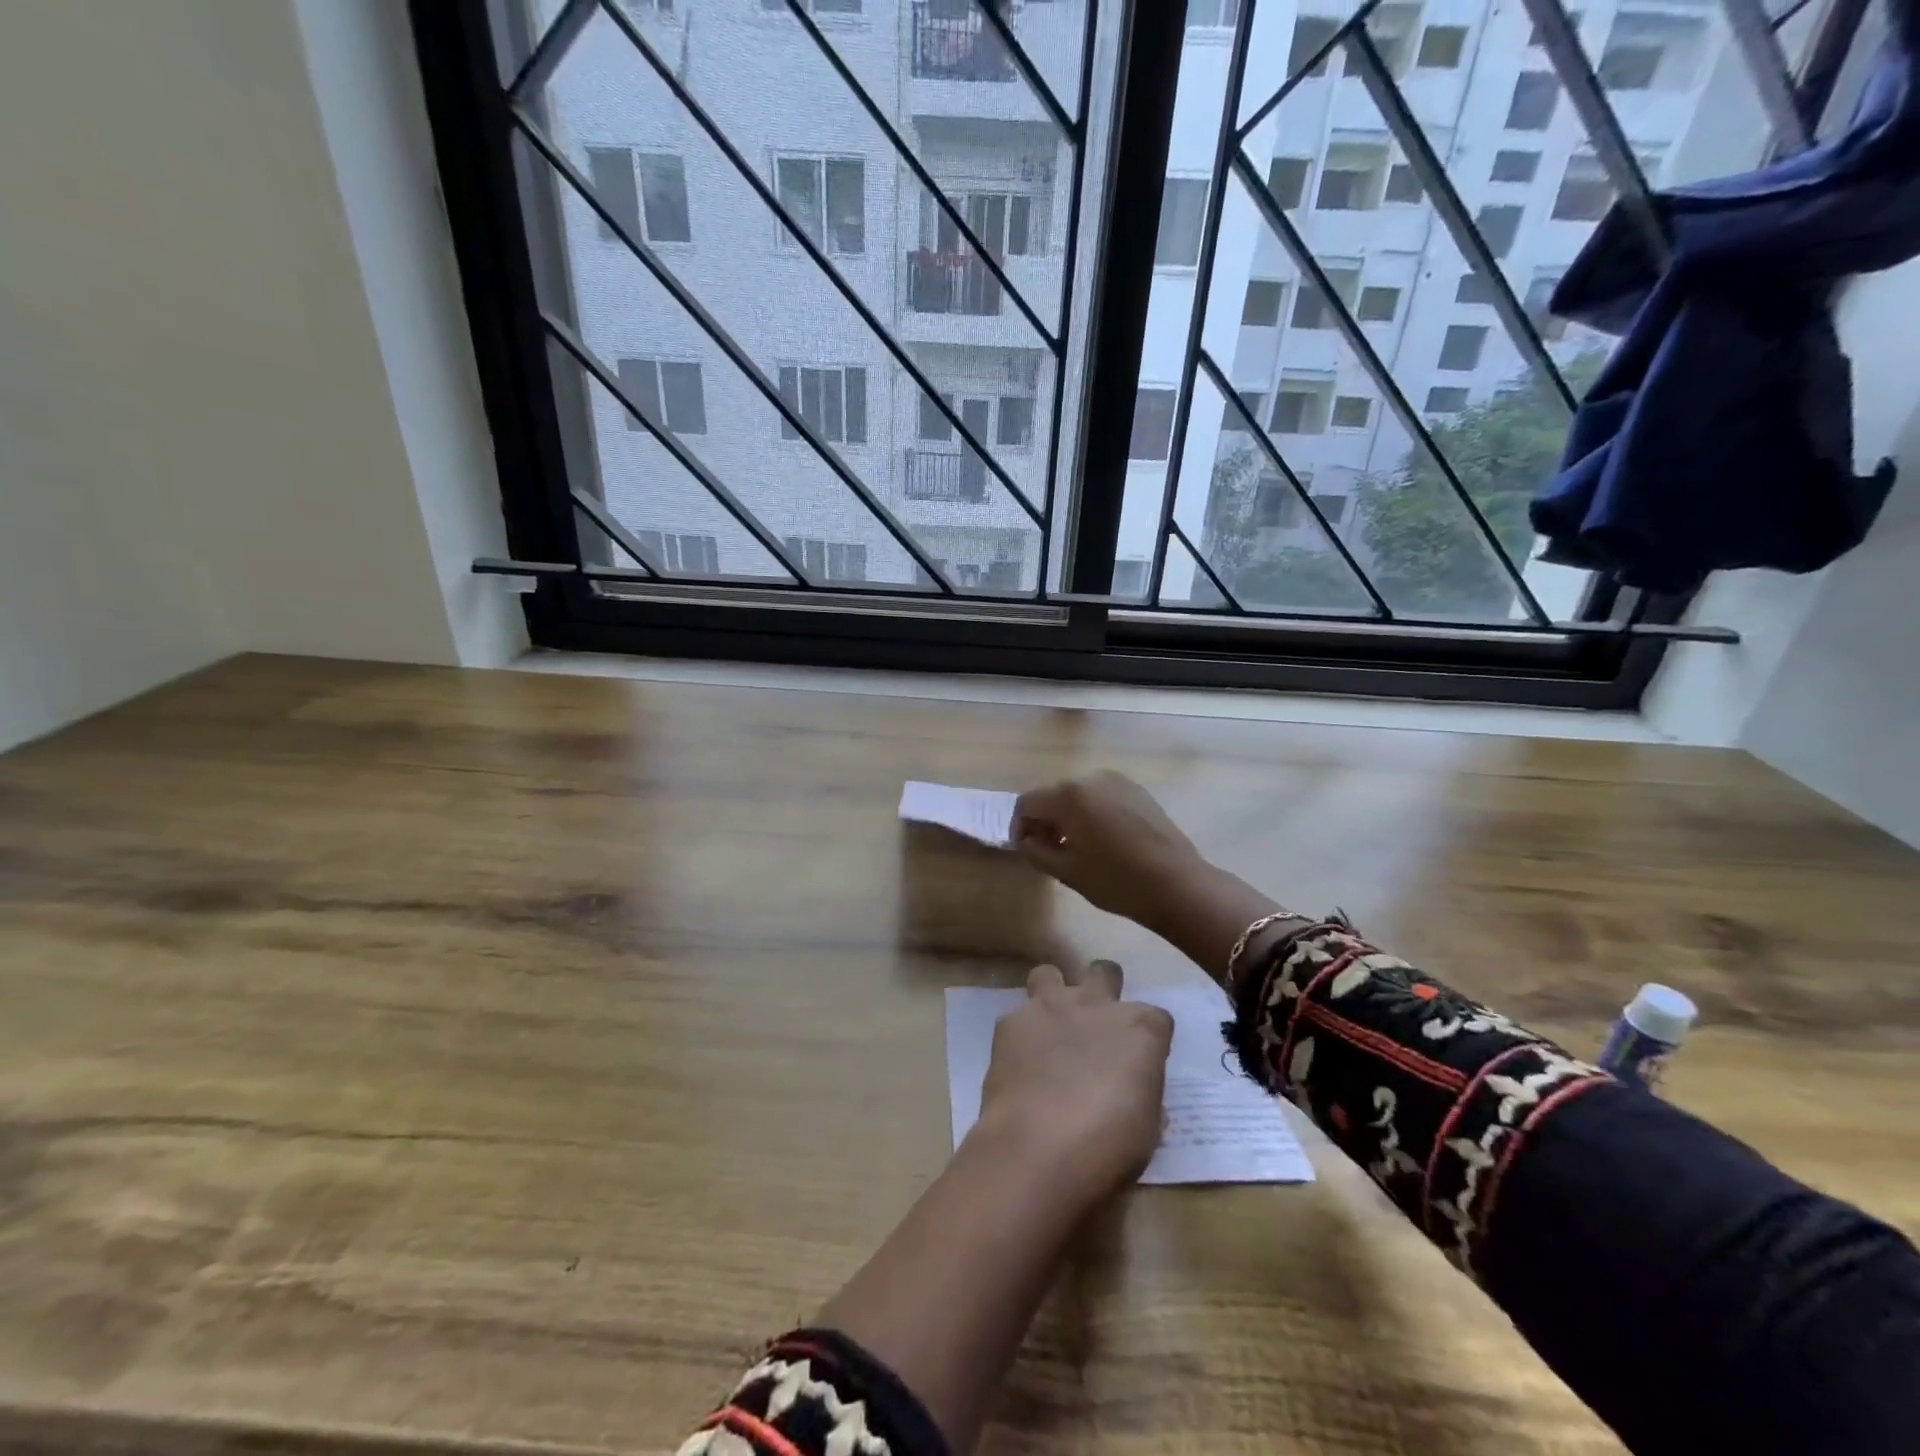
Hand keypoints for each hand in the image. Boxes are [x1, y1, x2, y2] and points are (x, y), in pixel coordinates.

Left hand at [977, 960, 1173, 1198]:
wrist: (1037, 1147)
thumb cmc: (1107, 1146)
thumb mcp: (1146, 1129)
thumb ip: (1141, 1094)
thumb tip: (1132, 1089)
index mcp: (1140, 1029)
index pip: (1157, 1019)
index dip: (1149, 1041)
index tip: (1141, 1064)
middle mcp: (1096, 1004)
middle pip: (1105, 973)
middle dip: (1103, 989)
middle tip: (1096, 1025)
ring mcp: (1049, 1007)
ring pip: (1049, 974)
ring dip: (1053, 995)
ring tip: (1050, 1028)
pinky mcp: (1010, 1021)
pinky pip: (1017, 1017)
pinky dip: (1020, 1034)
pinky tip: (1019, 1063)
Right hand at [1011, 772, 1205, 922]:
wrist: (1177, 884)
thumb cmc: (1116, 880)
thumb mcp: (1067, 872)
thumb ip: (1036, 851)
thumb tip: (1027, 840)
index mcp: (1069, 795)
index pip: (1027, 803)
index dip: (1019, 826)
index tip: (1026, 850)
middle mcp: (1091, 778)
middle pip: (1053, 795)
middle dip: (1045, 821)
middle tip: (1049, 852)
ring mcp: (1118, 782)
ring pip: (1079, 796)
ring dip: (1069, 817)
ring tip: (1076, 848)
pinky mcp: (1138, 792)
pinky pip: (1102, 798)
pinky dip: (1092, 814)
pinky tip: (1102, 841)